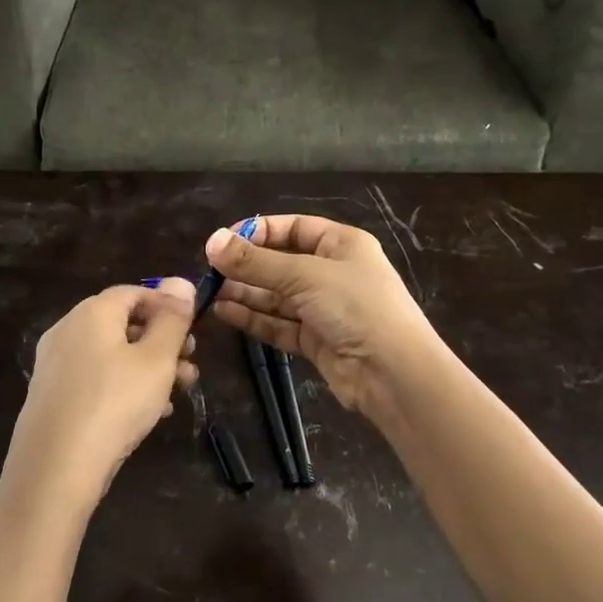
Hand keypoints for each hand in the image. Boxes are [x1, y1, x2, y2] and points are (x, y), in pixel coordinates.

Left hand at [4, 279, 198, 513]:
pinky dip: (122, 387)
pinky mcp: (50, 396)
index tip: (193, 332)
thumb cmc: (115, 403)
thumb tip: (181, 282)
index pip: (134, 292)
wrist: (55, 469)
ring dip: (147, 368)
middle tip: (190, 366)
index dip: (167, 307)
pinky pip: (94, 380)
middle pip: (122, 324)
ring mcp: (55, 364)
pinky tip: (147, 414)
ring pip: (110, 355)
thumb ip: (172, 319)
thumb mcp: (156, 359)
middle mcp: (67, 330)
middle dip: (162, 342)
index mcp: (92, 312)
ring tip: (177, 394)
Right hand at [205, 215, 443, 411]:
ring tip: (210, 293)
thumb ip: (255, 262)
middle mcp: (332, 272)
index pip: (293, 228)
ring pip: (277, 295)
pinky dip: (254, 317)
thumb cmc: (355, 307)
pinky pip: (279, 323)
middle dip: (247, 266)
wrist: (393, 373)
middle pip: (281, 263)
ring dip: (245, 293)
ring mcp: (324, 308)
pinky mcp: (315, 339)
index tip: (223, 241)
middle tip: (209, 271)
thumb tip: (211, 242)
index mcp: (341, 244)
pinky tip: (224, 312)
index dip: (258, 232)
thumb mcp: (304, 276)